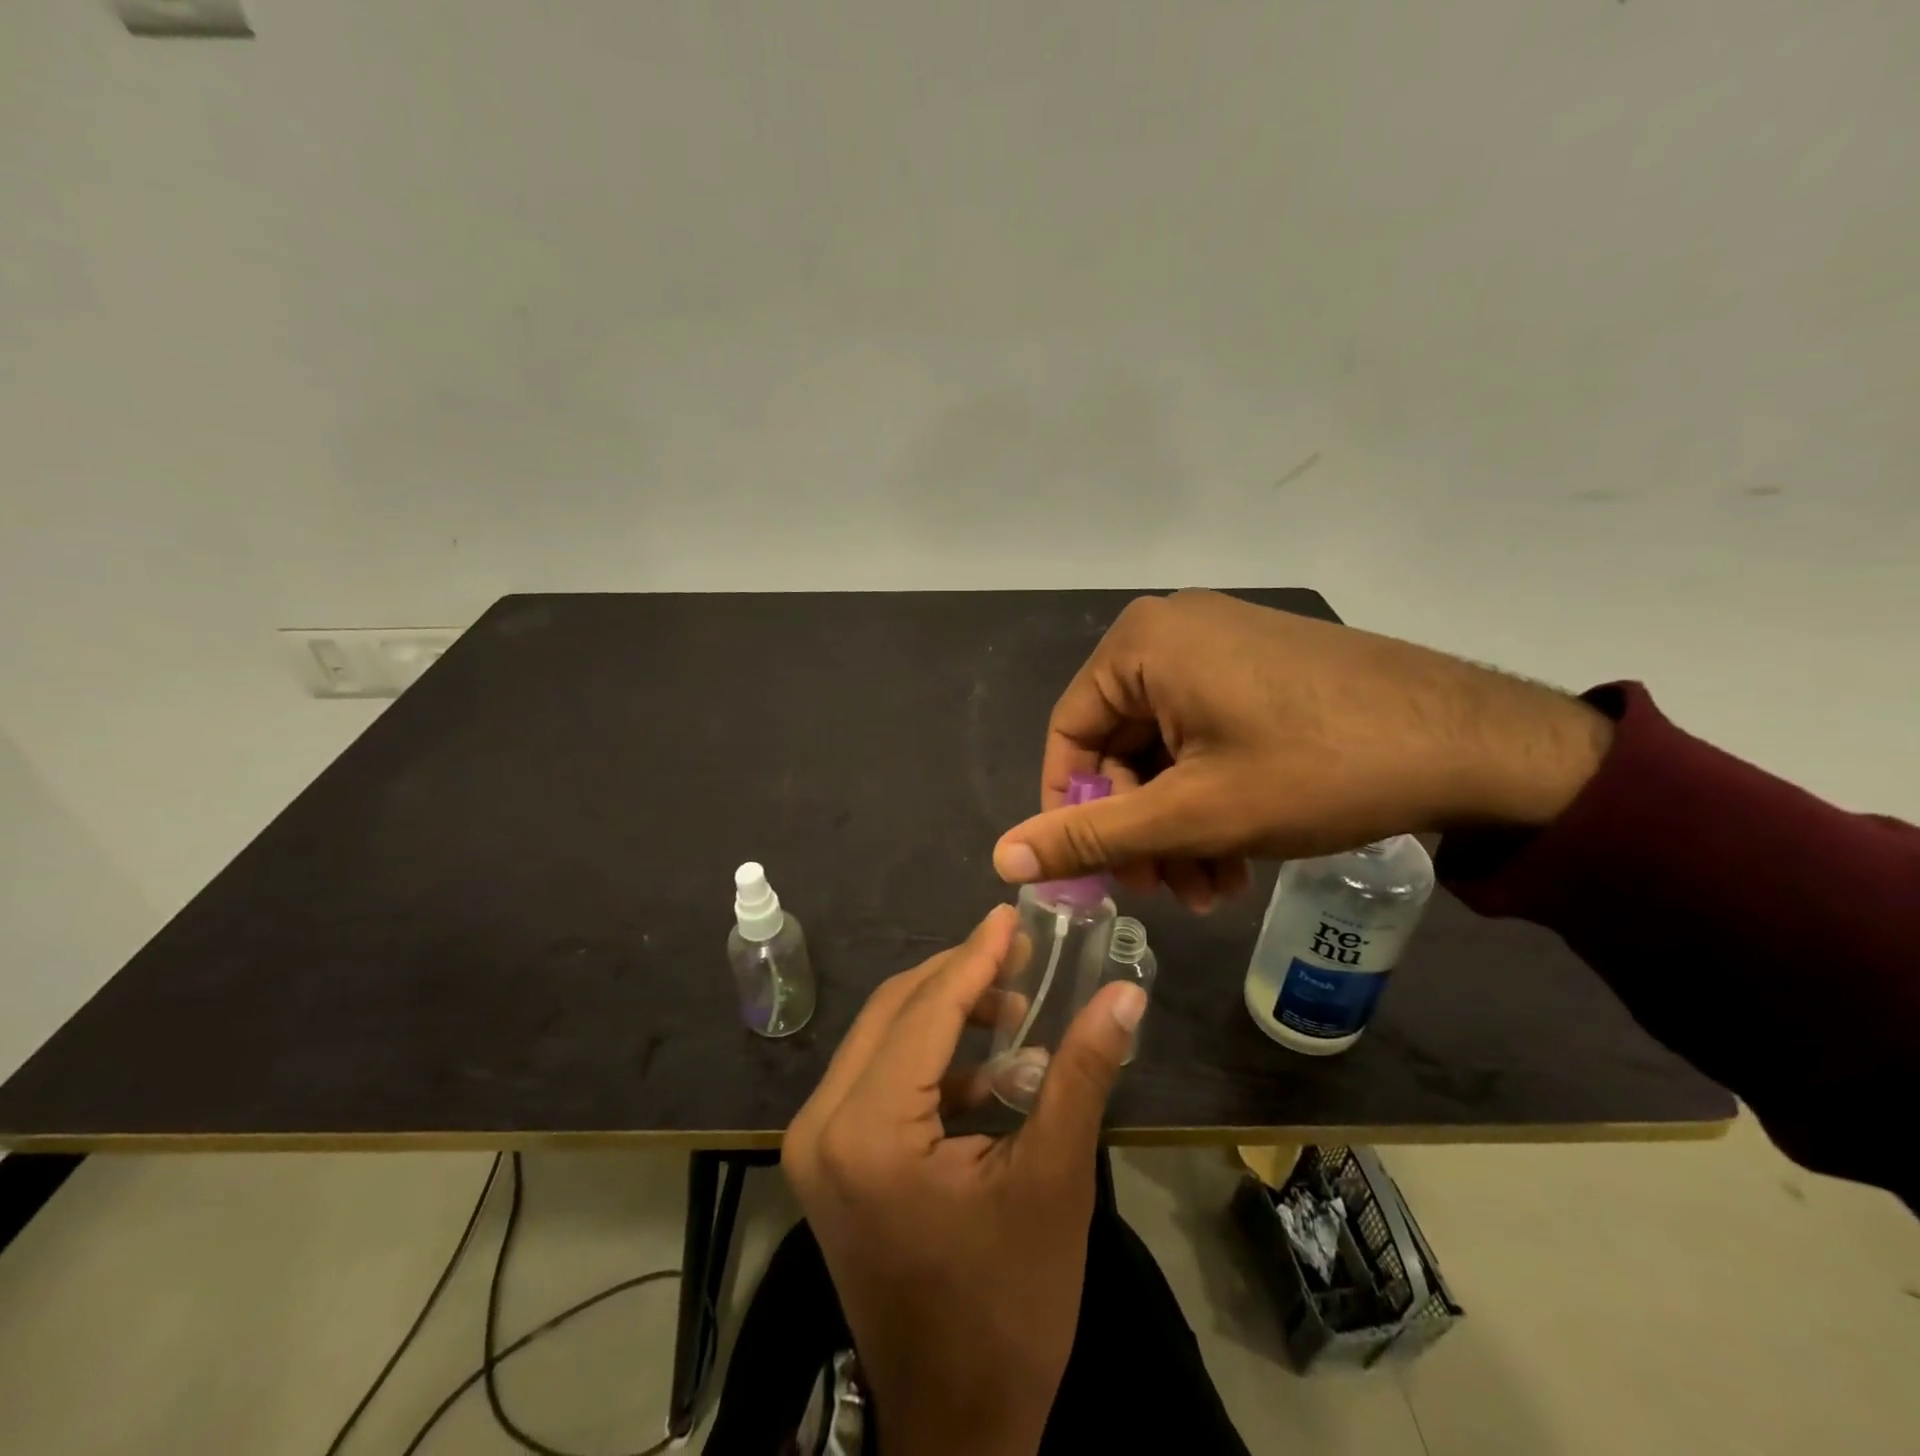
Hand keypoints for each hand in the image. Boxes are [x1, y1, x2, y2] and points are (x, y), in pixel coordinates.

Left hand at [783, 906, 1146, 1455]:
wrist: (956, 1428)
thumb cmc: (1008, 1309)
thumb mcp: (1053, 1182)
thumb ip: (1083, 1075)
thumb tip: (1126, 993)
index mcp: (866, 1131)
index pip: (924, 1010)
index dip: (974, 956)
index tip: (1011, 915)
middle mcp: (821, 1125)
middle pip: (894, 1012)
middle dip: (959, 976)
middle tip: (1021, 954)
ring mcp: (816, 1145)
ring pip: (883, 1038)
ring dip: (946, 1012)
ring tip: (1014, 1004)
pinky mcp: (829, 1161)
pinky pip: (878, 1077)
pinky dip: (930, 1058)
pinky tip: (988, 1066)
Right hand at [992, 589, 1613, 910]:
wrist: (1475, 743)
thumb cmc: (1314, 770)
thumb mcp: (1190, 813)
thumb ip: (1091, 835)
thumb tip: (1001, 856)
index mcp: (1141, 644)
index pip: (1068, 735)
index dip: (1073, 810)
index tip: (1097, 872)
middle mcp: (1174, 632)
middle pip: (1121, 746)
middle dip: (1139, 828)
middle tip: (1163, 892)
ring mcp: (1223, 647)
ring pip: (1167, 751)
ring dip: (1177, 825)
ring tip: (1210, 890)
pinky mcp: (1261, 670)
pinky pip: (1207, 737)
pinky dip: (1210, 798)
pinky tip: (1235, 857)